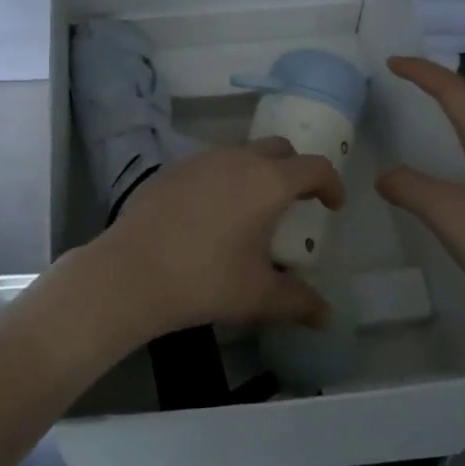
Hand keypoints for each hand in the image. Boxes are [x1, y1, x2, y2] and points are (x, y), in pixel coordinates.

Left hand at [74, 140, 344, 351]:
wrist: (131, 271)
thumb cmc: (206, 280)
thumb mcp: (259, 296)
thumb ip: (299, 302)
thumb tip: (326, 316)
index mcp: (268, 182)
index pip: (314, 167)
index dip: (331, 183)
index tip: (332, 206)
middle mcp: (238, 159)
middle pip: (279, 149)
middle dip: (294, 170)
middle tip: (295, 202)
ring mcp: (201, 159)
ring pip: (241, 152)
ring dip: (257, 171)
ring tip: (252, 208)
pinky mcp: (172, 168)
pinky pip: (210, 164)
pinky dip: (223, 179)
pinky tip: (211, 213)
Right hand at [376, 57, 464, 342]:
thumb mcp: (449, 214)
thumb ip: (412, 188)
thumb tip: (385, 176)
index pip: (456, 94)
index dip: (424, 72)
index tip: (392, 62)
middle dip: (435, 92)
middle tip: (401, 90)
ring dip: (445, 127)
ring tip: (415, 133)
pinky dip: (451, 163)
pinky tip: (442, 190)